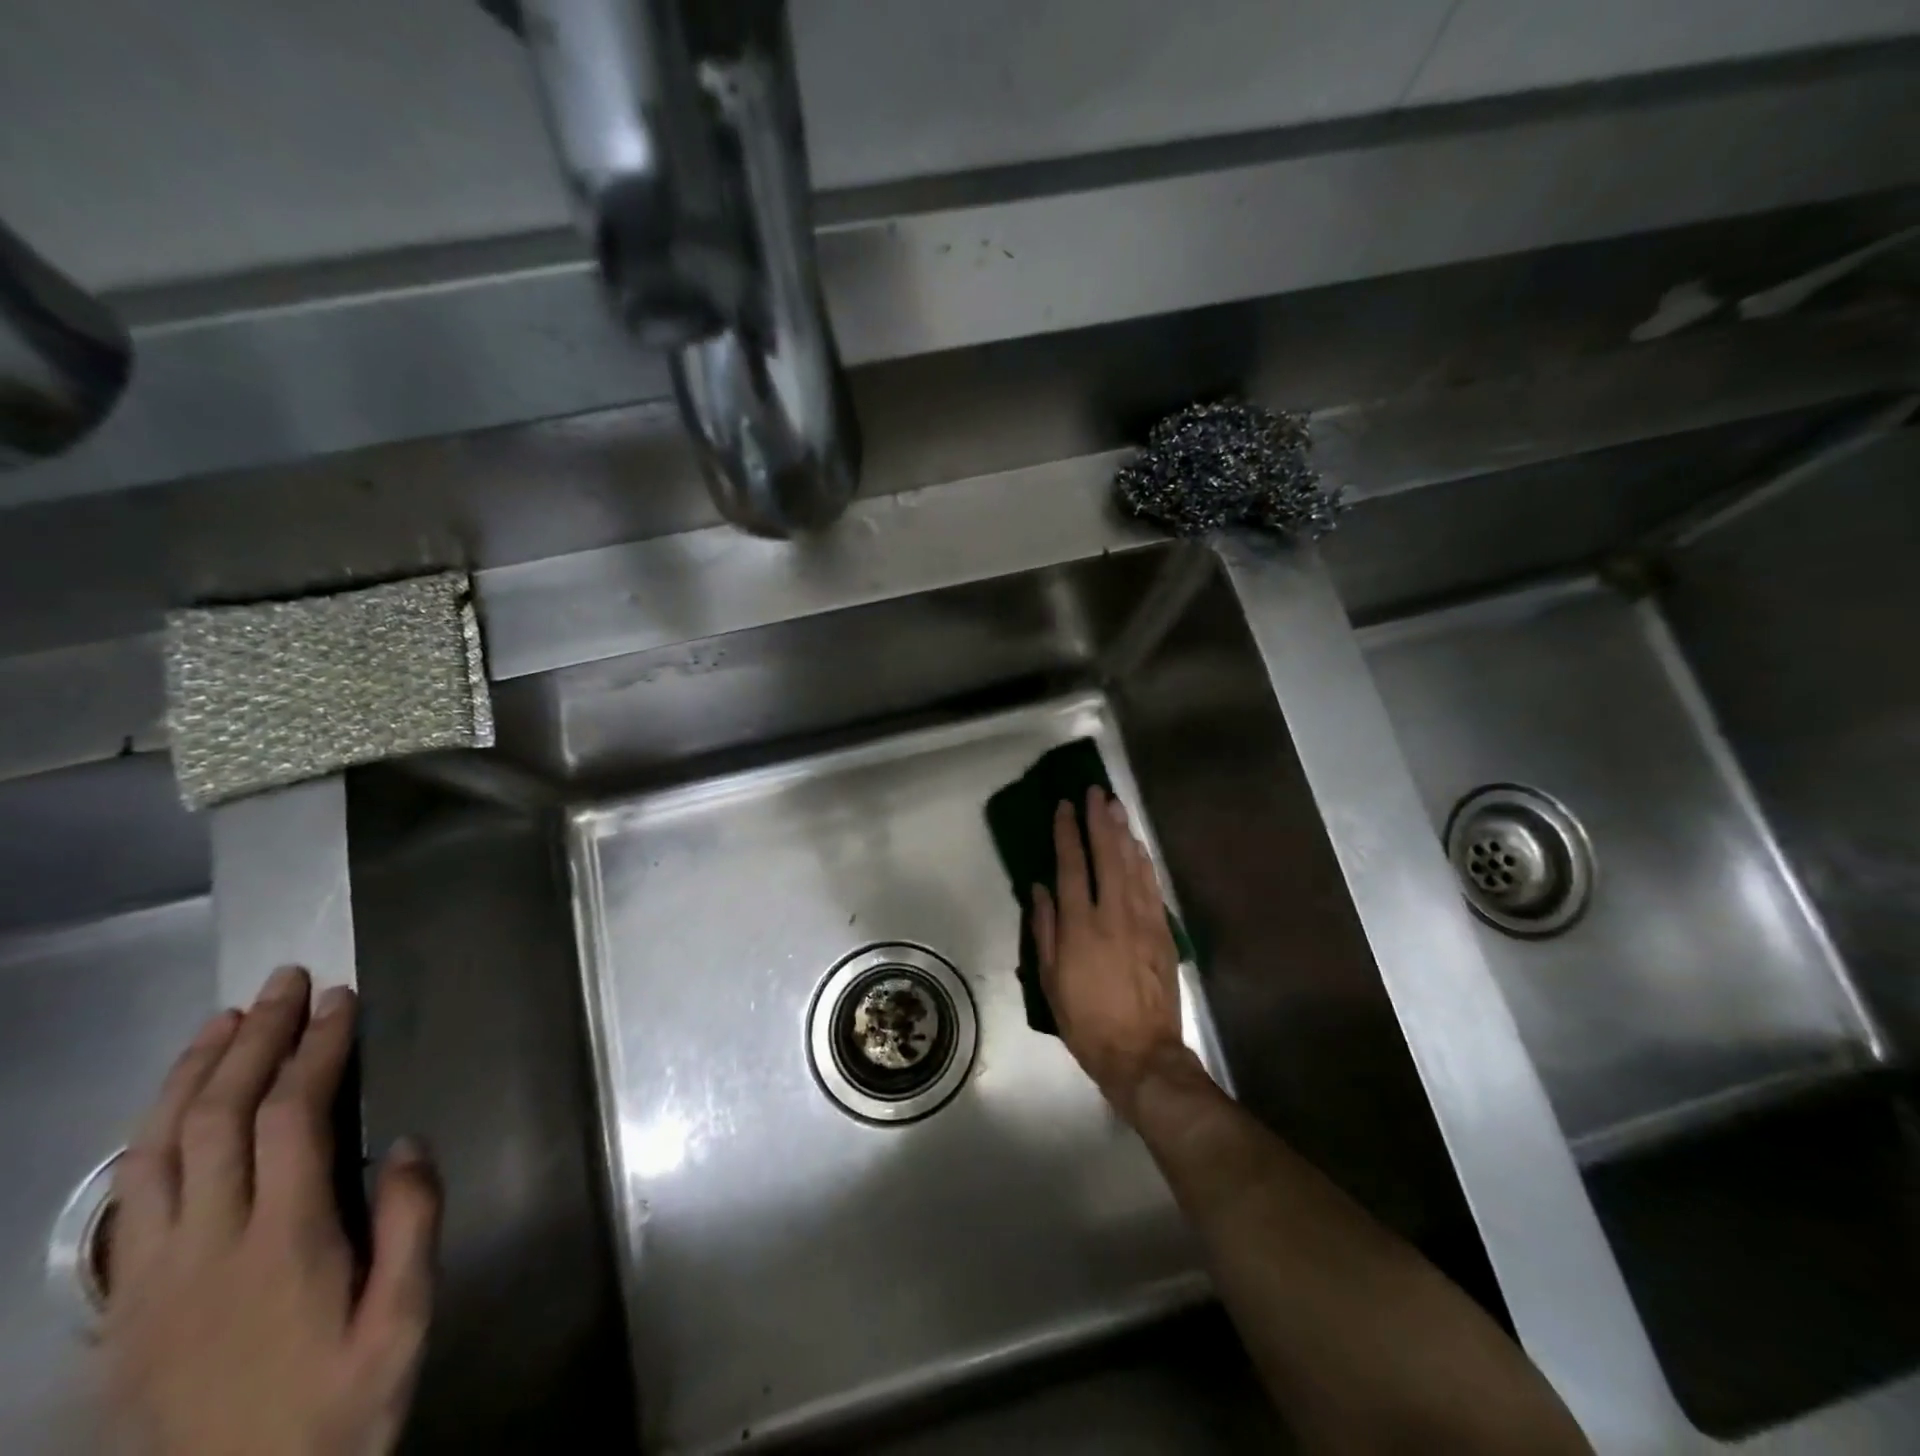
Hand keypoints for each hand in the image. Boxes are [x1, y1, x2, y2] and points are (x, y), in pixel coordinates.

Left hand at [104, 966, 439, 1455]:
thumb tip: (406, 1141)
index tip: (341, 1001)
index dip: (316, 1049)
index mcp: (282, 1245)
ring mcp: (151, 1278)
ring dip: (191, 1075)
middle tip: (287, 983)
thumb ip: (412, 1224)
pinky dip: (150, 1136)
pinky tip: (172, 1108)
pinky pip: (127, 1199)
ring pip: (155, 1152)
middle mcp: (205, 1248)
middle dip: (256, 1039)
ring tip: (226, 1020)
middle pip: (216, 1119)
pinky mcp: (125, 1305)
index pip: (291, 1118)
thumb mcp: (406, 1320)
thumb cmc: (342, 1404)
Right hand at [1032, 788, 1192, 1120]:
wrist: (1142, 1053)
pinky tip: (1138, 845)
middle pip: (1107, 855)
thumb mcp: (1051, 981)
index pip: (1071, 866)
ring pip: (1133, 865)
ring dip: (1124, 832)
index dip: (1067, 833)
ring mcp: (1142, 921)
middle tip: (1096, 792)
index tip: (1064, 807)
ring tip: (1116, 806)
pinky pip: (1152, 886)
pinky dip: (1144, 861)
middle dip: (1100, 821)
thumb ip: (1045, 930)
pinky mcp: (1163, 932)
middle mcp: (1113, 914)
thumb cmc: (1086, 1020)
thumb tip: (1040, 889)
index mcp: (1080, 926)